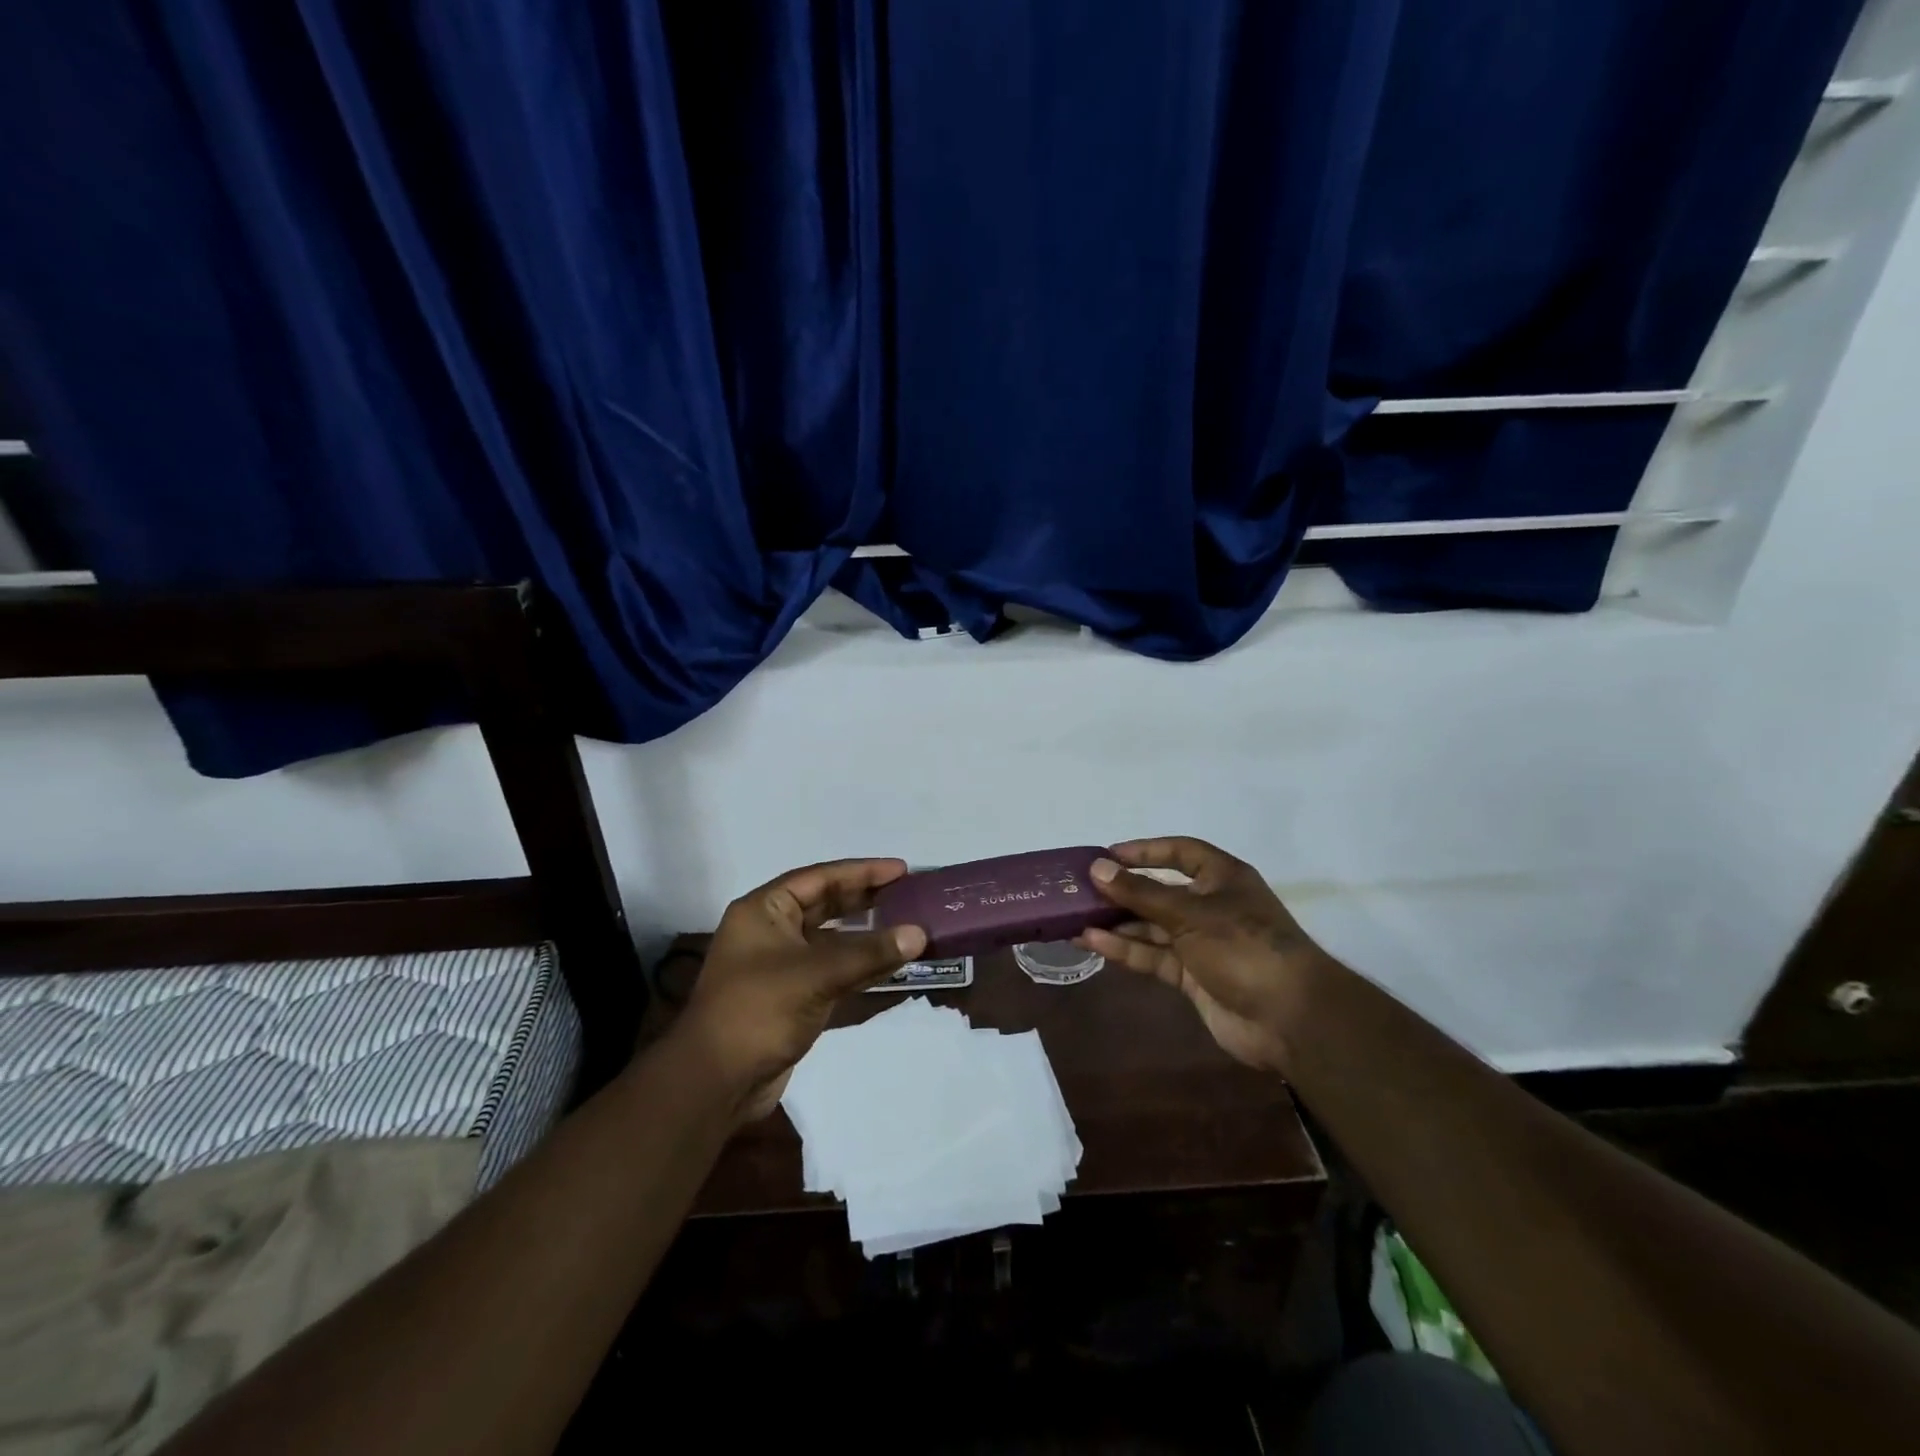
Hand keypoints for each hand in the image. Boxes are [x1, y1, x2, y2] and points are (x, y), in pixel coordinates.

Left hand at [673, 859, 927, 1121]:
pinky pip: (832, 969)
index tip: (901, 870)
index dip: (862, 871)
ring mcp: (781, 965)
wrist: (716, 1083)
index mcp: (763, 911)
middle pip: (826, 904)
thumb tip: (920, 934)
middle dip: (866, 899)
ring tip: (907, 925)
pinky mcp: (792, 996)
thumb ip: (869, 953)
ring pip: (832, 939)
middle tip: (909, 894)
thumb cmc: (758, 1011)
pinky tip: (890, 964)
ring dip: (867, 935)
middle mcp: (770, 931)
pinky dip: (860, 965)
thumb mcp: (816, 975)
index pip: (819, 878)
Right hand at [1077, 837, 1335, 1072]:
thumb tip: (1097, 867)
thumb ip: (1140, 893)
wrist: (1288, 1018)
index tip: (1107, 854)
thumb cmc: (1244, 947)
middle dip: (1122, 891)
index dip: (1145, 851)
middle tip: (1080, 889)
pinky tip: (1092, 941)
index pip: (1180, 853)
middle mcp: (1210, 906)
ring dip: (1117, 922)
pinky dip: (1125, 949)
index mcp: (1222, 878)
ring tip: (1075, 916)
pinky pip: (1152, 956)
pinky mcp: (1191, 976)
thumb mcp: (1190, 913)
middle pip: (1159, 891)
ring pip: (1151, 926)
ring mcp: (1201, 943)